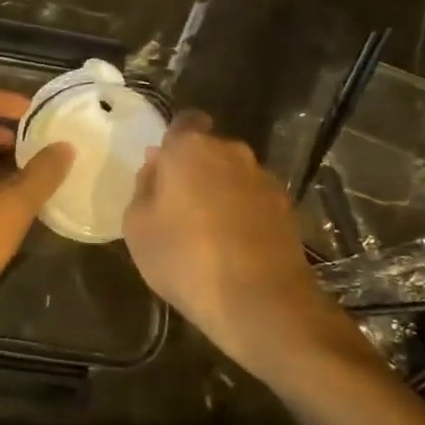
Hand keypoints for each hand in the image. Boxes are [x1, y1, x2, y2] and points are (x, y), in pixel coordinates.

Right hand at [123, 112, 368, 374]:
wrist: (261, 302)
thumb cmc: (185, 259)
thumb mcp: (137, 227)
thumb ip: (144, 188)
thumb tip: (157, 168)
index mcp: (191, 147)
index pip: (182, 122)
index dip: (172, 143)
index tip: (163, 169)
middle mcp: (232, 151)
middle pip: (209, 149)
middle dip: (195, 169)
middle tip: (179, 205)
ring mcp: (264, 178)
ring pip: (233, 174)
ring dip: (221, 191)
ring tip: (208, 231)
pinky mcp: (287, 208)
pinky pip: (254, 200)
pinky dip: (244, 213)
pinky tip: (234, 246)